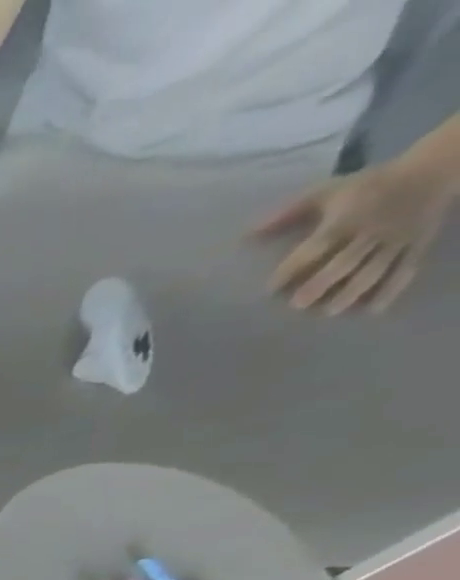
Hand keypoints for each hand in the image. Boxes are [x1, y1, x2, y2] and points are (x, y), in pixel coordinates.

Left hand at [253, 160, 455, 313]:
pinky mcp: (418, 244)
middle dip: (322, 283)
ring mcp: (398, 239)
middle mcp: (373, 230)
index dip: (294, 267)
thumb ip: (286, 215)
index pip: (319, 245)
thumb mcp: (326, 193)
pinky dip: (390, 291)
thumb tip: (245, 236)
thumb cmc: (365, 186)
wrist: (435, 167)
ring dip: (352, 292)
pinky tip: (370, 312)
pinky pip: (405, 270)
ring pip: (376, 269)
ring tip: (329, 312)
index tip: (271, 288)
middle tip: (297, 304)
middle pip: (347, 260)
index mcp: (348, 218)